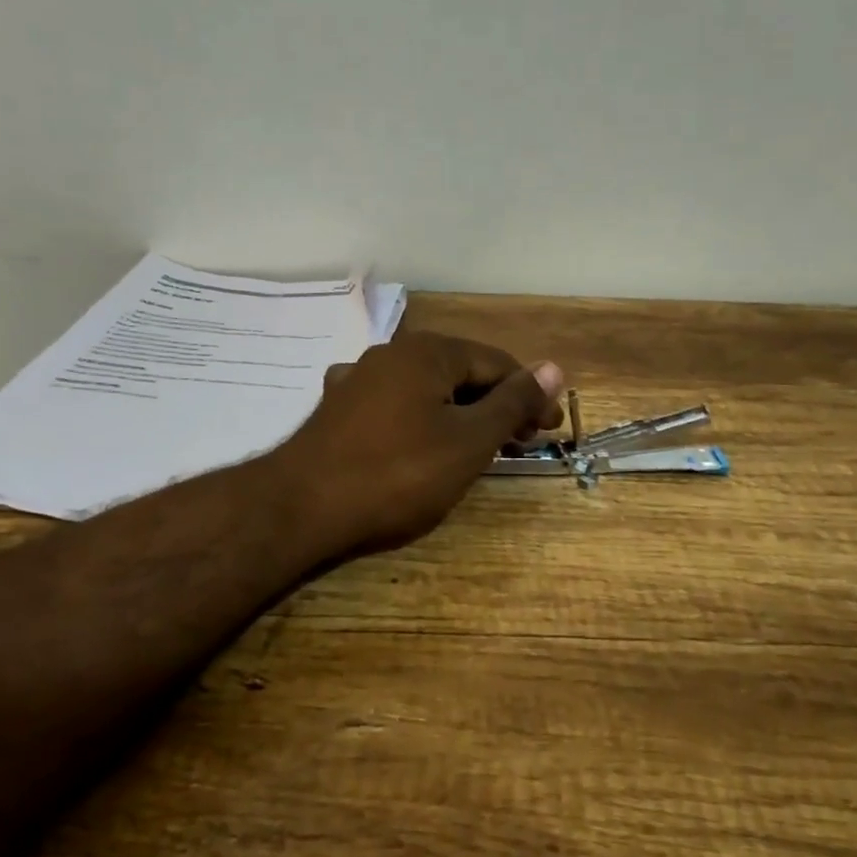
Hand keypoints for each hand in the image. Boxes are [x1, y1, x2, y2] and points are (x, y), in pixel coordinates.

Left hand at [272, 331, 565, 555]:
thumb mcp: (468, 441)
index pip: (497, 363)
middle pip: (461, 373)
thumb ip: (512, 403)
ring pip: (427, 390)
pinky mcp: (340, 409)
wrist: (303, 505)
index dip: (531, 396)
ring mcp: (360, 379)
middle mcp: (392, 353)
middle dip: (495, 405)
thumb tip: (554, 367)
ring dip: (459, 414)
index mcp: (428, 351)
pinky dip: (420, 422)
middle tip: (520, 443)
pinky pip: (395, 406)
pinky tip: (420, 443)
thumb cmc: (398, 473)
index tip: (550, 432)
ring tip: (477, 448)